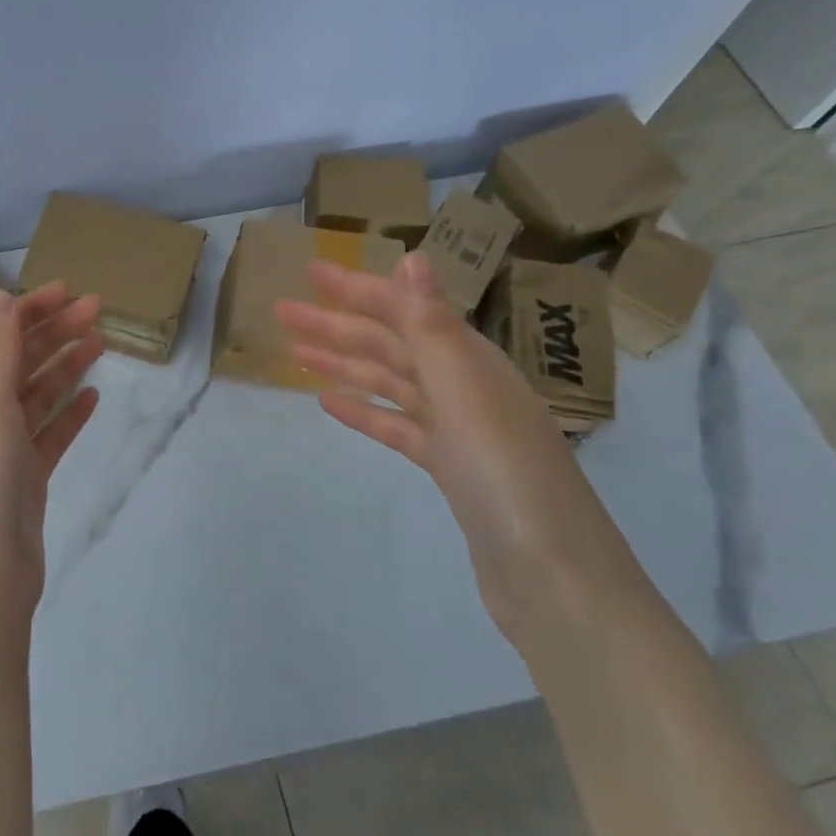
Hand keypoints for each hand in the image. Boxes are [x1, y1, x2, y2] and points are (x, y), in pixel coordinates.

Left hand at [0, 282, 103, 607]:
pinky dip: (71, 412)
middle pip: (21, 360)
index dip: (28, 309)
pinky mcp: (28, 477)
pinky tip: (93, 397)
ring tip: (100, 342)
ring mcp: (5, 448)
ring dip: (66, 365)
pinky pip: (52, 433)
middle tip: (97, 309)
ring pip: (39, 393)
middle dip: (55, 330)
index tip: (67, 290)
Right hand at [276, 253, 626, 639]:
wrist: (554, 579)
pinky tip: (330, 404)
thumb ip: (432, 326)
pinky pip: (397, 426)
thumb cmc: (506, 477)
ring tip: (294, 353)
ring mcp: (457, 430)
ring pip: (389, 383)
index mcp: (470, 361)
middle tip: (281, 311)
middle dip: (335, 325)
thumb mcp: (466, 392)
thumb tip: (413, 256)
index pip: (403, 311)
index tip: (309, 271)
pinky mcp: (449, 469)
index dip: (355, 289)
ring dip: (343, 363)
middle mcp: (464, 386)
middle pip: (389, 344)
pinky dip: (365, 411)